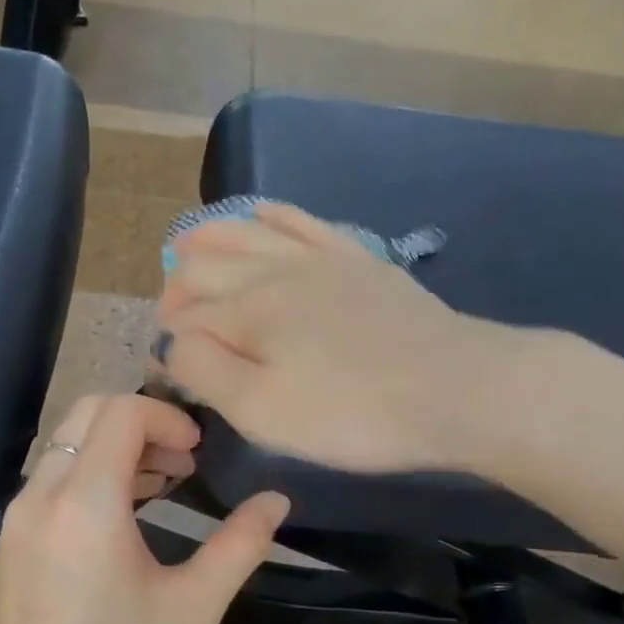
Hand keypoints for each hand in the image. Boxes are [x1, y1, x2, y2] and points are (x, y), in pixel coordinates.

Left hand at [0, 394, 288, 623]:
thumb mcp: (193, 609)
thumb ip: (239, 544)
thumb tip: (278, 500)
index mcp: (84, 503)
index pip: (120, 412)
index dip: (166, 415)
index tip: (200, 451)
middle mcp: (38, 499)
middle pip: (86, 416)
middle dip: (140, 423)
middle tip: (184, 461)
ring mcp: (14, 524)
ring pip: (64, 449)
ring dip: (113, 450)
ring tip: (161, 484)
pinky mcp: (7, 550)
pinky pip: (48, 485)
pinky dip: (87, 478)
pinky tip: (122, 519)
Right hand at [153, 203, 501, 473]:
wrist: (456, 389)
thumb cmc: (351, 413)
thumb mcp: (261, 410)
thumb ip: (204, 371)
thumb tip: (173, 342)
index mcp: (247, 309)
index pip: (186, 316)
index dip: (168, 340)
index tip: (167, 368)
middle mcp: (274, 270)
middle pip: (207, 264)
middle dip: (178, 288)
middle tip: (170, 316)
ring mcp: (320, 258)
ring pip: (247, 232)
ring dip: (210, 237)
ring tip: (187, 245)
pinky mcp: (358, 259)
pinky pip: (303, 221)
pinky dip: (272, 214)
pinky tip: (259, 210)